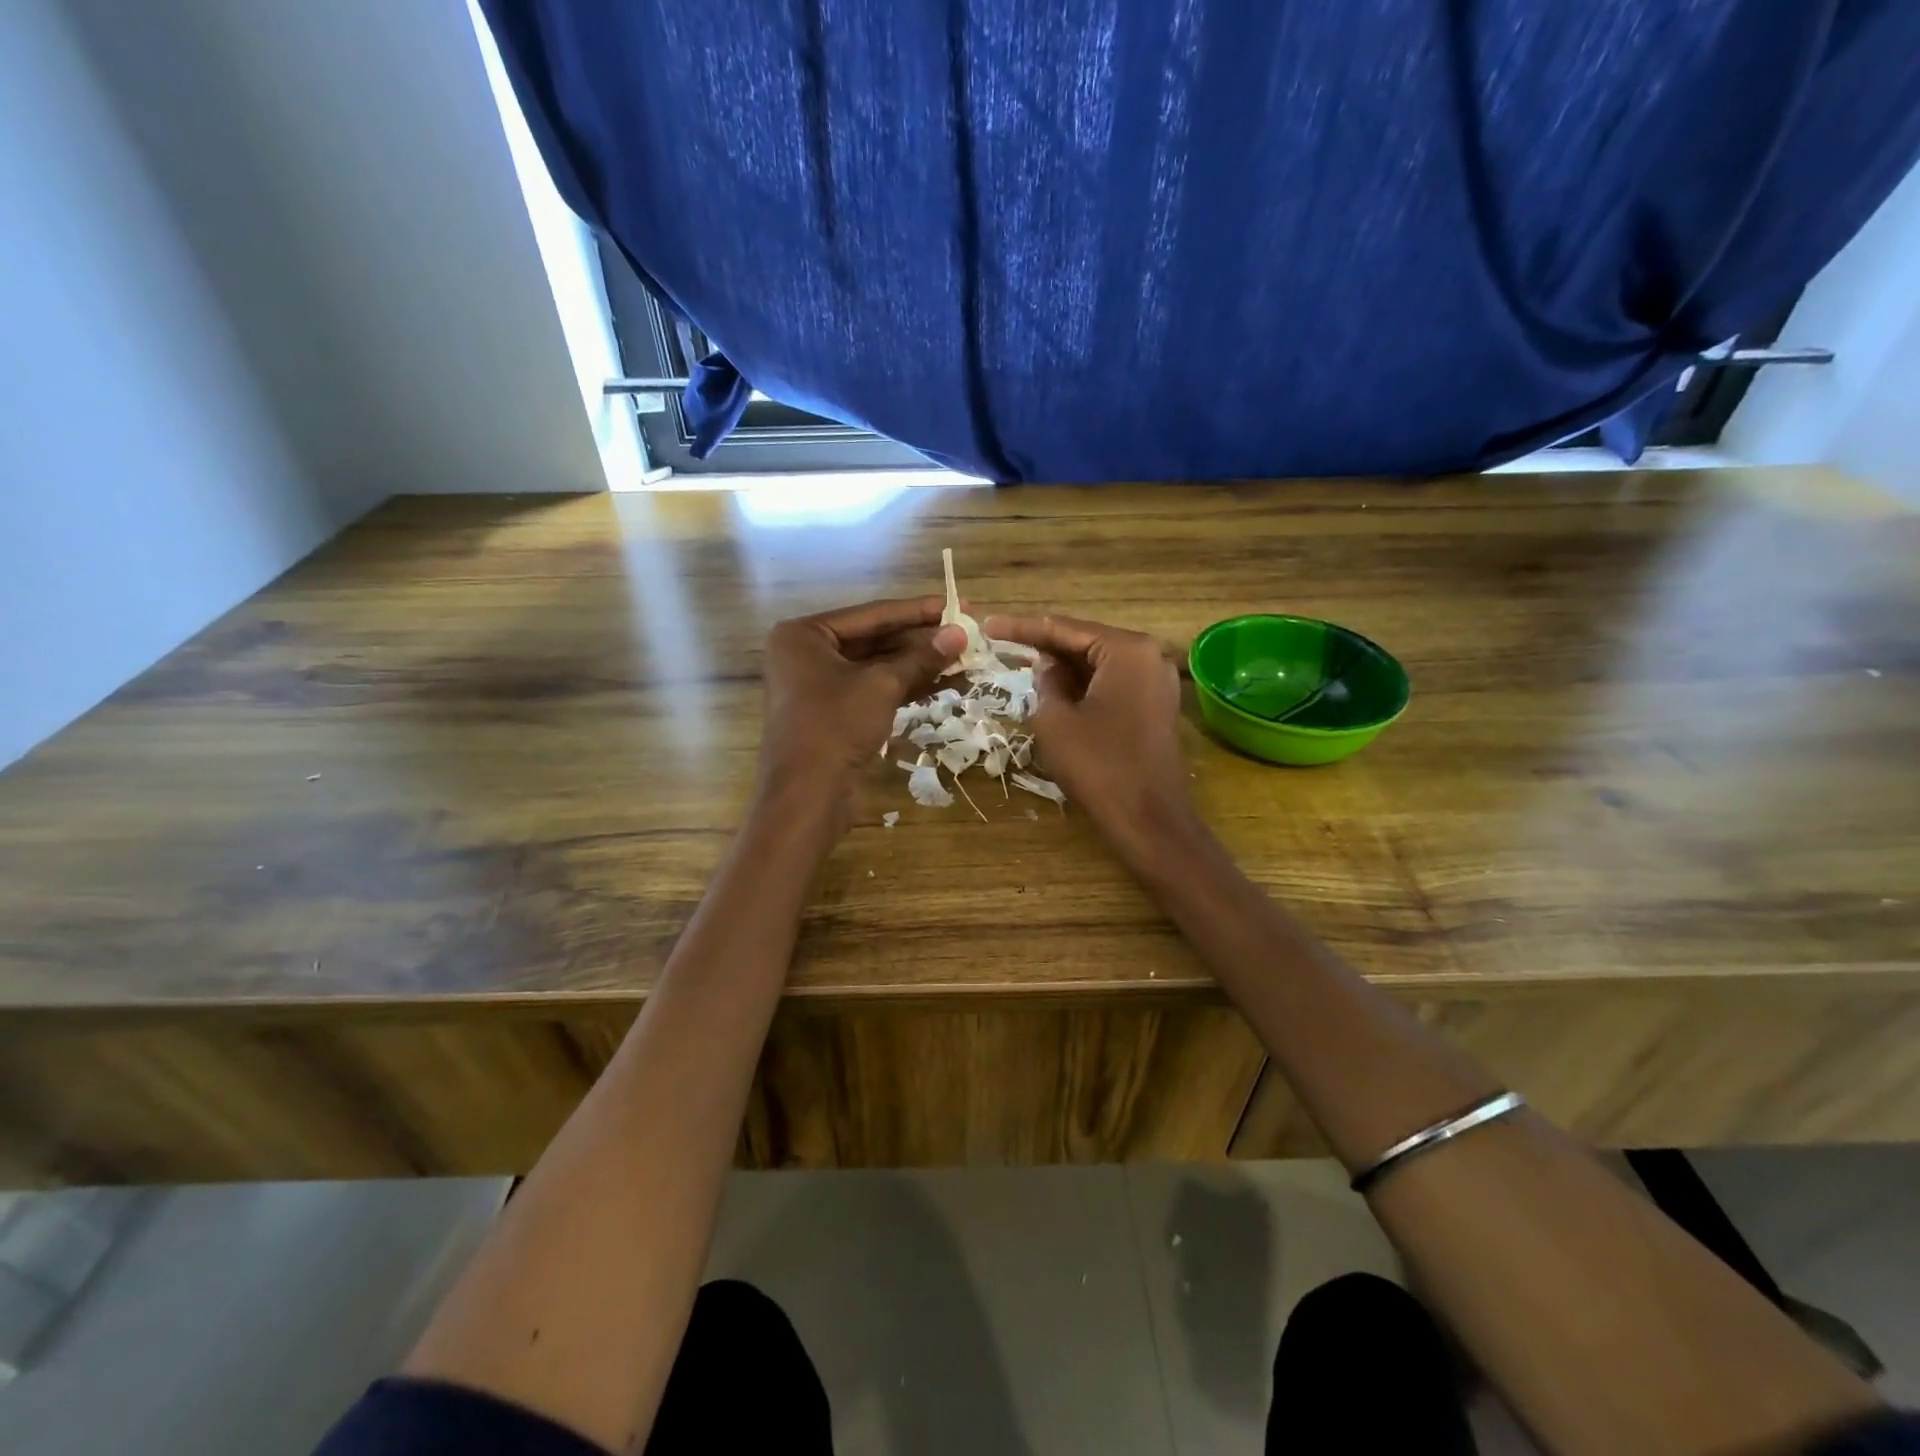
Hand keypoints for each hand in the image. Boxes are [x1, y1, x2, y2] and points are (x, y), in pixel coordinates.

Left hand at [758, 598, 966, 831]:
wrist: (807, 795)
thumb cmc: (835, 726)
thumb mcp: (882, 685)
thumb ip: (921, 657)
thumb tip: (960, 633)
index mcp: (805, 634)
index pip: (872, 614)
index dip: (918, 611)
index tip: (957, 605)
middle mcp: (807, 654)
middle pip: (875, 640)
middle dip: (921, 640)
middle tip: (965, 634)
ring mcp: (819, 686)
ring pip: (877, 667)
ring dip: (919, 665)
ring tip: (963, 659)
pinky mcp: (834, 714)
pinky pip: (874, 690)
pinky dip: (906, 687)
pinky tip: (944, 683)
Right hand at [984, 612, 1193, 850]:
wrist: (1149, 820)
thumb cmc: (1098, 767)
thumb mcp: (1055, 720)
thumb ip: (1045, 681)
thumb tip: (1047, 665)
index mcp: (1127, 650)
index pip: (1065, 628)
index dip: (1023, 628)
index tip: (988, 626)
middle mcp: (1149, 656)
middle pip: (1086, 641)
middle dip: (1045, 645)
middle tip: (1004, 645)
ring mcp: (1157, 682)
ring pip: (1099, 663)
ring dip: (1064, 667)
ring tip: (1023, 665)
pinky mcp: (1156, 706)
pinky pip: (1113, 683)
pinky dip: (1084, 685)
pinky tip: (1057, 690)